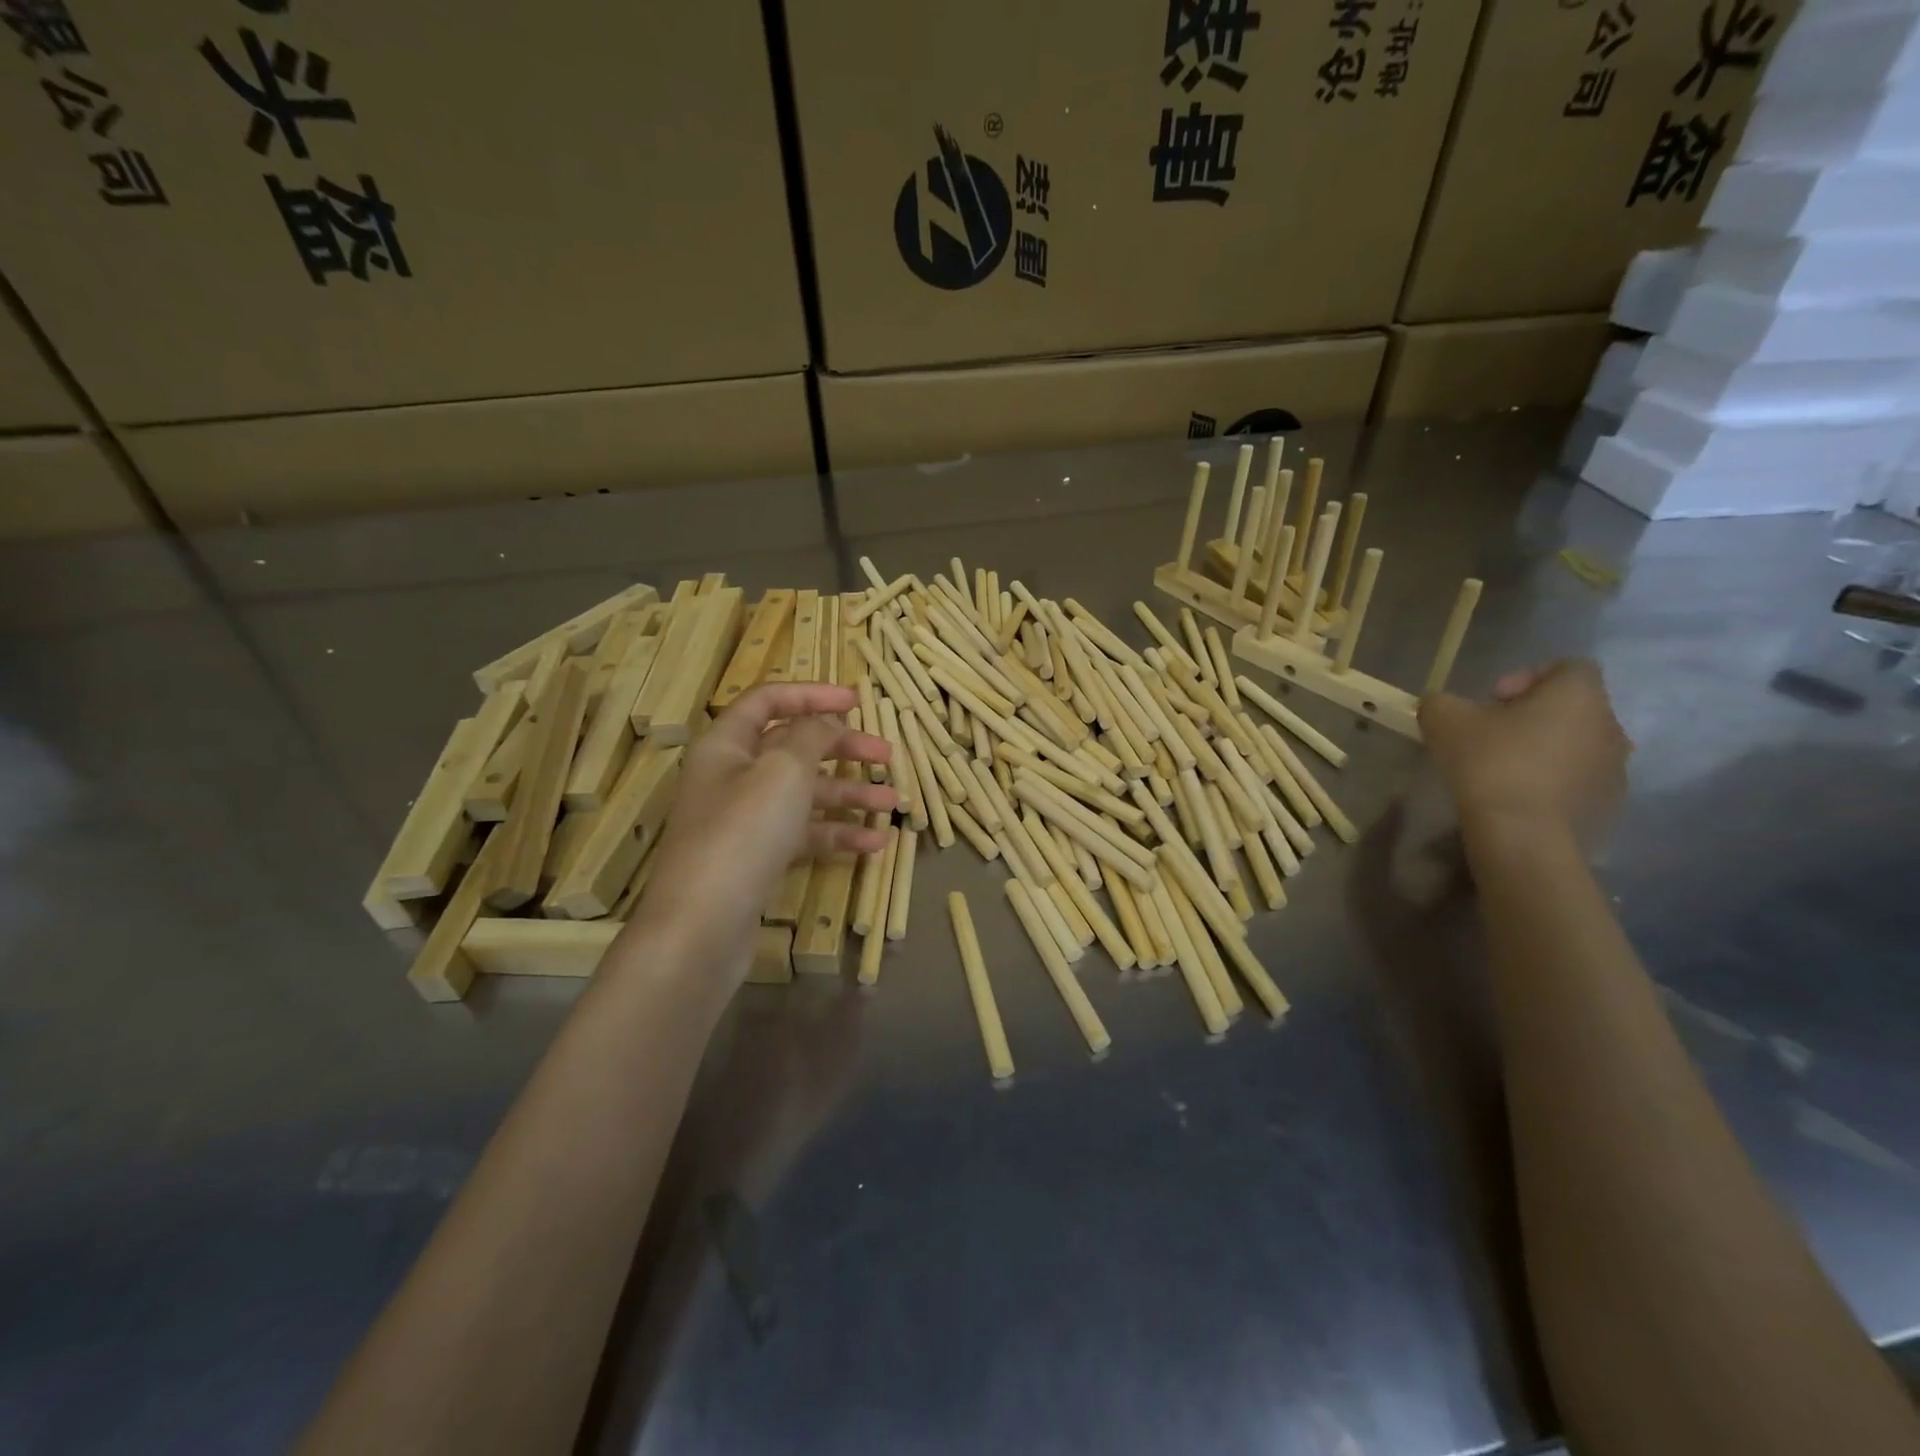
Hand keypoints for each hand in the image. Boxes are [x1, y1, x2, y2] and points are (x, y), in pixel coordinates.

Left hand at [623, 683, 894, 986]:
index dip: (813, 694)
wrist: (701, 927)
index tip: (858, 701)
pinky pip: (802, 834)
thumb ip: (811, 736)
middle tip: (887, 755)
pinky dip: (837, 835)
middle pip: (793, 748)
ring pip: (804, 794)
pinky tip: (875, 845)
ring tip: (894, 804)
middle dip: (843, 749)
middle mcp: (732, 776)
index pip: (769, 700)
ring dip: (849, 795)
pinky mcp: (757, 858)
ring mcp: (744, 820)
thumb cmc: (743, 833)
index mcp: (727, 744)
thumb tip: (826, 721)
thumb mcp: (783, 771)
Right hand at [1418, 659, 1629, 839]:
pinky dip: (1553, 781)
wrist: (1523, 834)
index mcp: (1578, 694)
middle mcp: (1609, 724)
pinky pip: (1579, 779)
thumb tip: (1442, 705)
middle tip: (1491, 735)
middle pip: (1572, 707)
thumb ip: (1441, 701)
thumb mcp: (1443, 720)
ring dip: (1545, 749)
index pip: (1567, 666)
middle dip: (1532, 715)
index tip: (1492, 700)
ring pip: (1578, 744)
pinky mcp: (1610, 803)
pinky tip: (1518, 797)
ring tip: (1504, 769)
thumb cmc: (1489, 763)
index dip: (1527, 676)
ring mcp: (1616, 767)